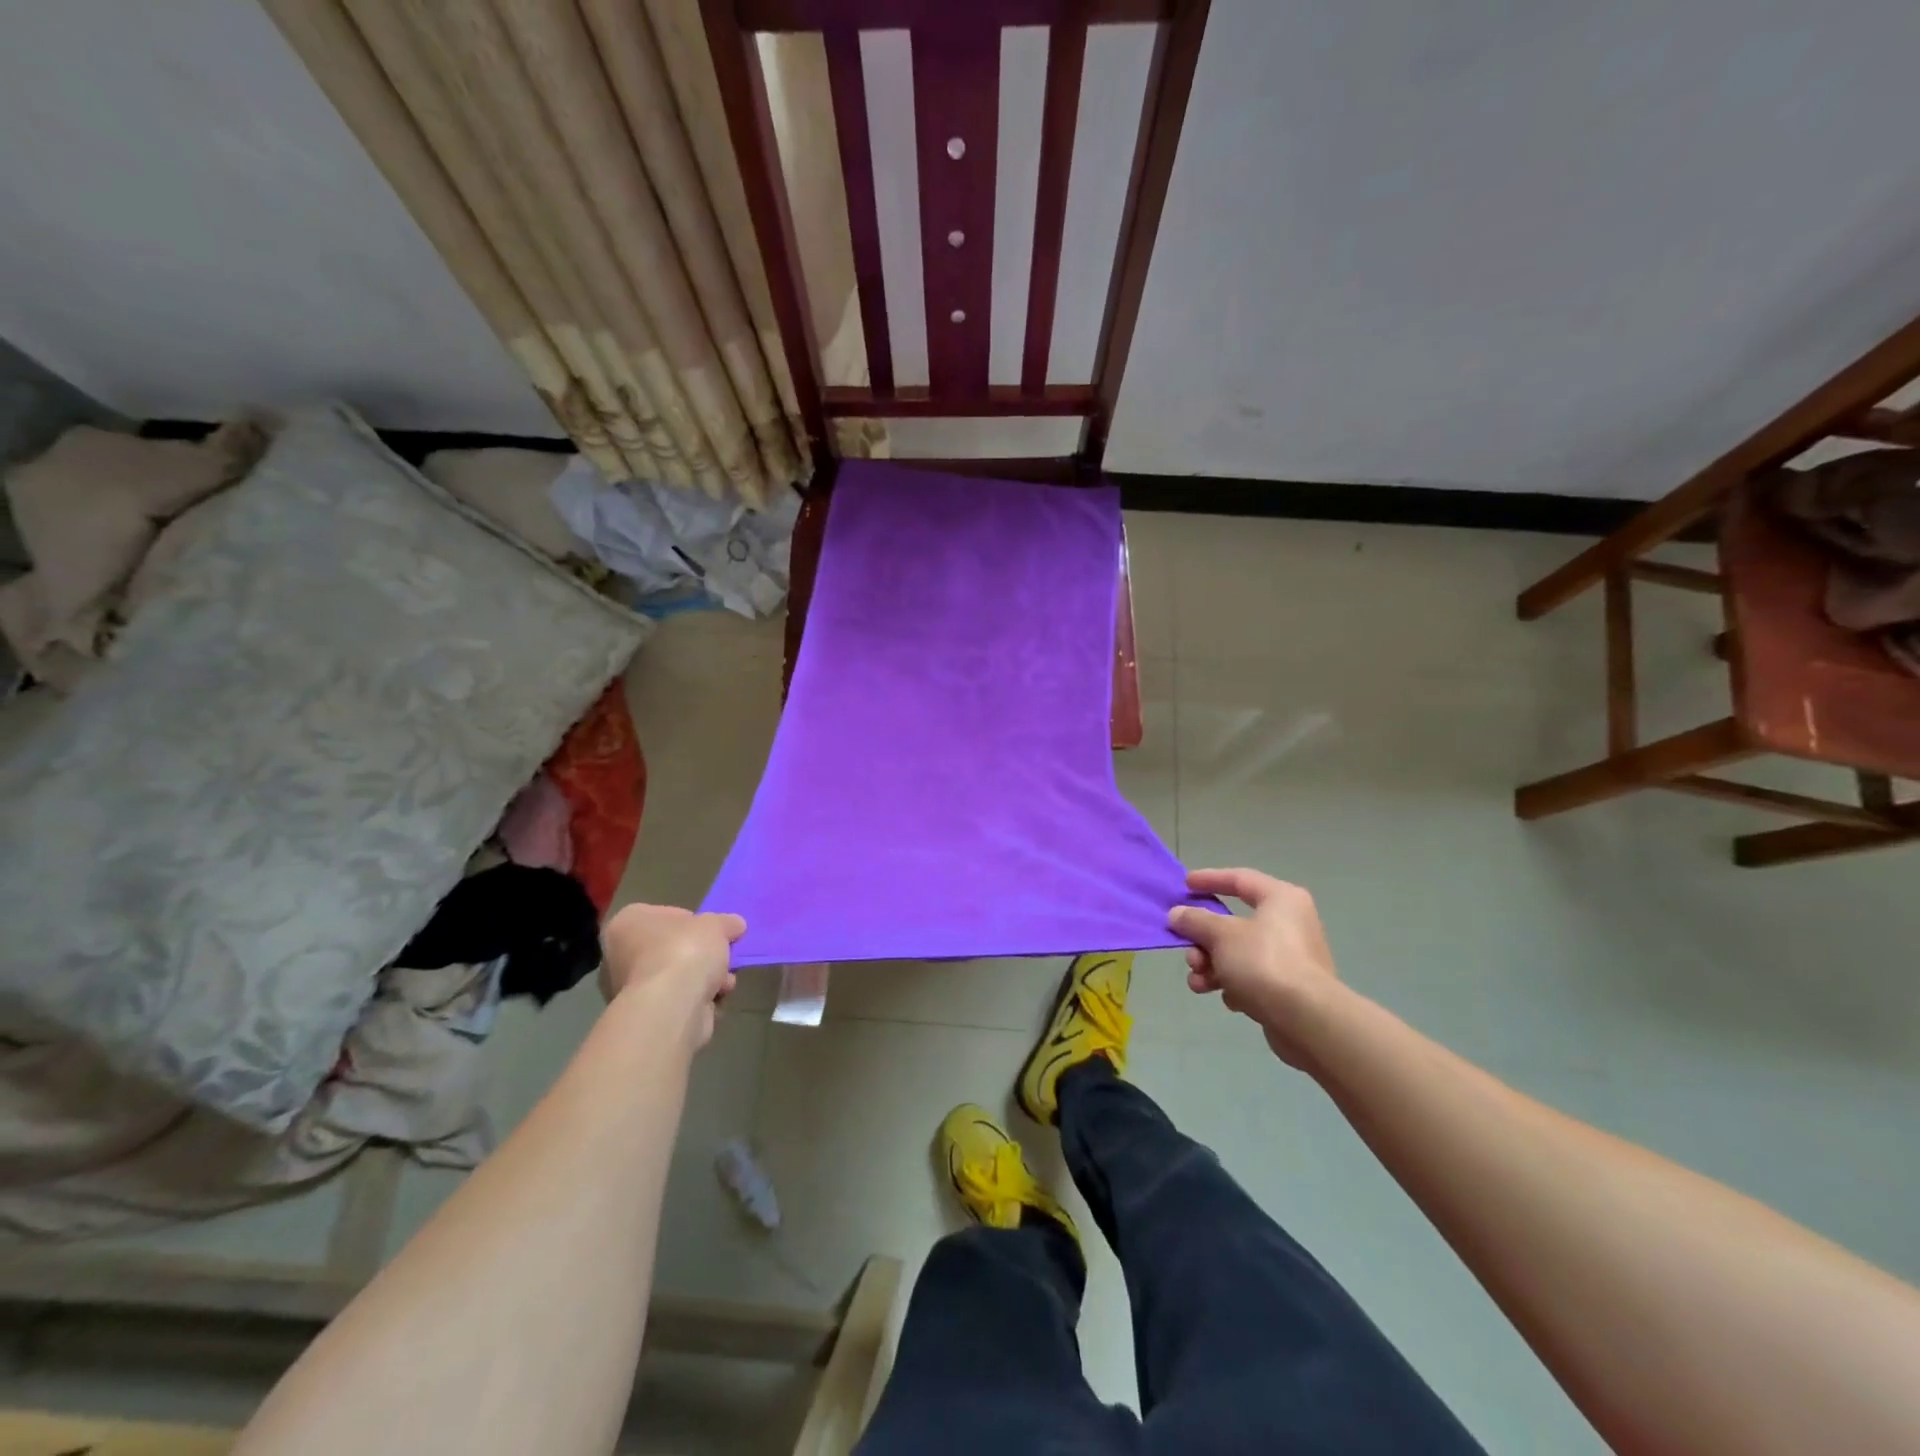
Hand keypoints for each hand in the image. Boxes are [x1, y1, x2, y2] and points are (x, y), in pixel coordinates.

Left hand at [600, 904, 746, 1048]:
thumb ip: (727, 922)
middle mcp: (620, 955)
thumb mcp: (717, 924)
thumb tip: (735, 925)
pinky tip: (714, 1000)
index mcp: (628, 922)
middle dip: (702, 956)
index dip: (695, 922)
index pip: (666, 915)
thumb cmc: (685, 951)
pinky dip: (698, 1001)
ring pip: (678, 977)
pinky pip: (678, 1001)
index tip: (713, 932)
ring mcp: (629, 989)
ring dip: (706, 979)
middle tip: (723, 957)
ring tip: (724, 982)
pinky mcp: (645, 1016)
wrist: (671, 1007)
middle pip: (673, 949)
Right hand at [1168, 869, 1343, 1067]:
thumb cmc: (1264, 962)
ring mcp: (1291, 957)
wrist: (1307, 1019)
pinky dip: (1234, 984)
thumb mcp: (1221, 935)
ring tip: (1199, 982)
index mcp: (1280, 899)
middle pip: (1233, 923)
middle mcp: (1289, 923)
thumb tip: (1177, 914)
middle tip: (1189, 954)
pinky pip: (1252, 977)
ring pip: (1238, 953)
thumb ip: (1195, 921)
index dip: (1209, 879)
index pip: (1239, 879)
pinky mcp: (1289, 987)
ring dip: (1212, 966)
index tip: (1184, 885)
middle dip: (1204, 941)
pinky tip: (1229, 998)